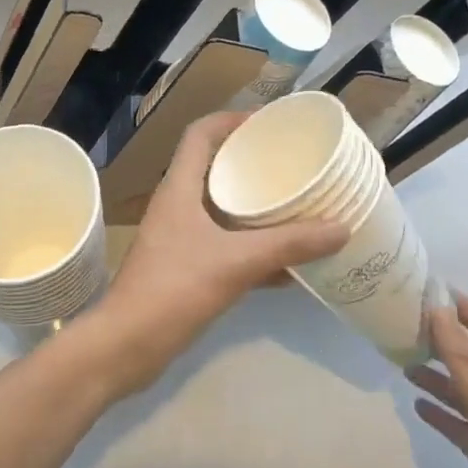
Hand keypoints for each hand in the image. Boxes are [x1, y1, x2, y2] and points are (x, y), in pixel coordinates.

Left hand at [82, 112, 345, 399]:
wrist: (126, 348)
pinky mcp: (185, 268)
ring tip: (295, 205)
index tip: (268, 123)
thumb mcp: (236, 262)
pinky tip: (287, 265)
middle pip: (214, 167)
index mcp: (180, 188)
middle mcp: (178, 205)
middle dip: (251, 162)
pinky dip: (253, 248)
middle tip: (290, 164)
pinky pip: (225, 245)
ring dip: (255, 207)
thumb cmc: (173, 290)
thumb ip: (288, 245)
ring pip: (222, 208)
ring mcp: (179, 238)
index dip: (232, 119)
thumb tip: (341, 228)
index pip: (200, 133)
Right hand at [408, 293, 467, 467]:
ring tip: (402, 365)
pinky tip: (418, 407)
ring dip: (438, 376)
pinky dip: (442, 412)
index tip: (425, 290)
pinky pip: (462, 424)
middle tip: (403, 327)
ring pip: (465, 390)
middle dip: (443, 339)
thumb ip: (464, 361)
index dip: (462, 306)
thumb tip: (438, 311)